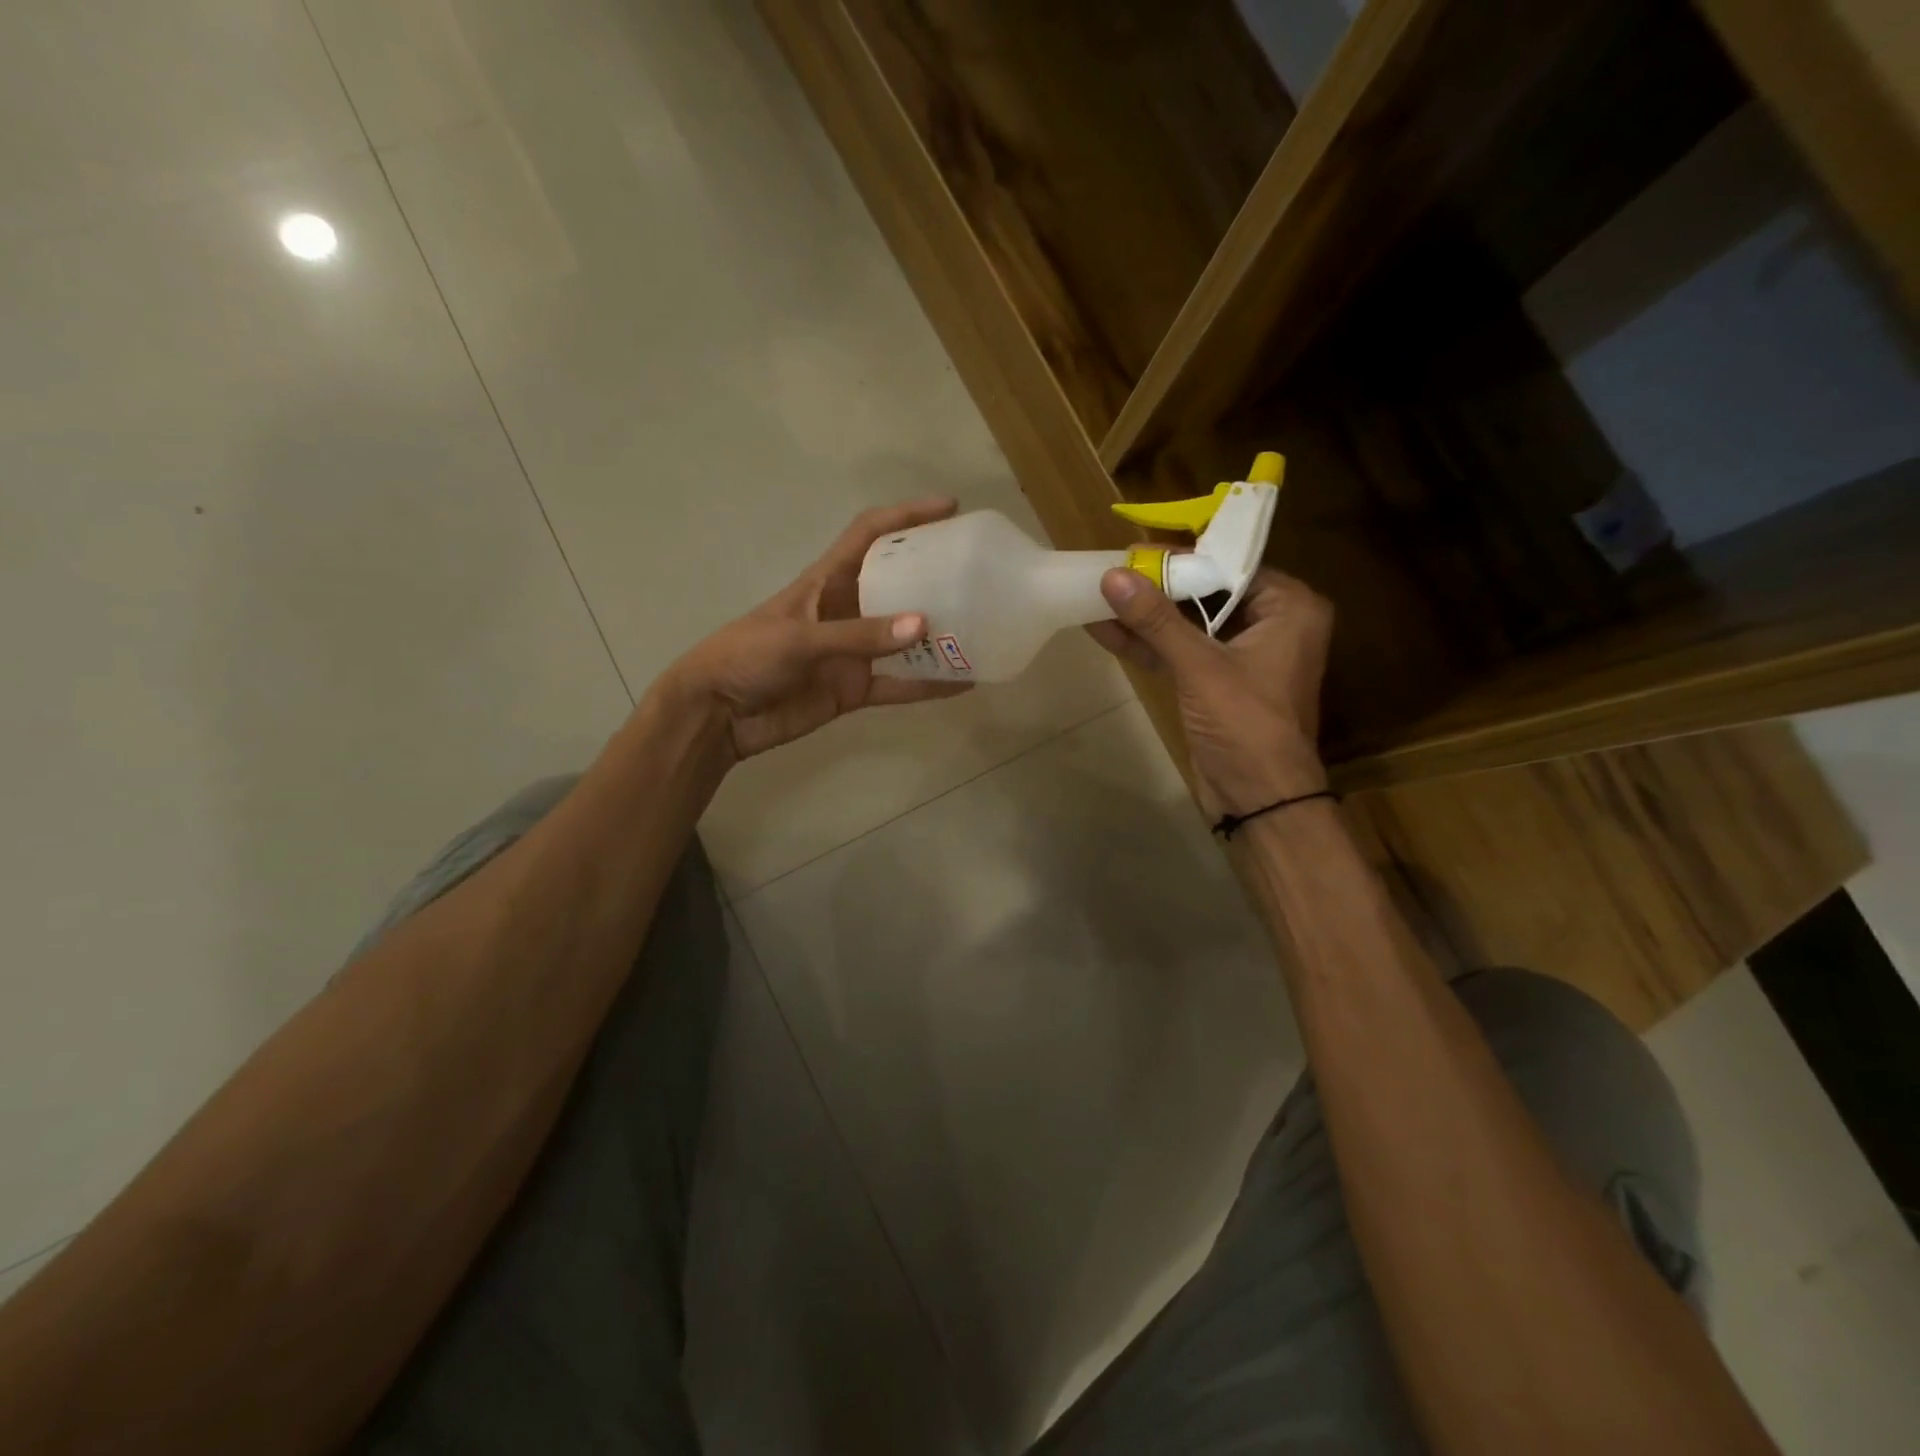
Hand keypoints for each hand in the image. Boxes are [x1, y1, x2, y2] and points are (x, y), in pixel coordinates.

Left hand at [661, 499, 969, 762]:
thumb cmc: (747, 657)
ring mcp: (853, 651)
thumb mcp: (799, 638)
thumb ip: (859, 635)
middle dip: (937, 575)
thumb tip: (924, 627)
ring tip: (985, 627)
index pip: (871, 533)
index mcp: (827, 580)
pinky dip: (930, 684)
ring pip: (906, 637)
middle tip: (981, 572)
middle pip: (899, 583)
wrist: (718, 715)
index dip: (907, 515)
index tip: (950, 509)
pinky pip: (901, 684)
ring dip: (940, 634)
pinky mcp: (855, 689)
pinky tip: (965, 682)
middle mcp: (847, 610)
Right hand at [1088, 565, 1333, 817]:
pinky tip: (1105, 629)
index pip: (1231, 565)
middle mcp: (1270, 624)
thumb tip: (1112, 576)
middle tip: (1111, 570)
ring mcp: (1241, 655)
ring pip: (1188, 624)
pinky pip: (1180, 652)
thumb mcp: (1200, 667)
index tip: (1136, 550)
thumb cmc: (1246, 725)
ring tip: (1097, 596)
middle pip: (1206, 593)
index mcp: (1289, 608)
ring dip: (1145, 617)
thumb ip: (1156, 620)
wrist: (1259, 799)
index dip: (1183, 557)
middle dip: (1157, 587)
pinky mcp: (1216, 683)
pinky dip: (1148, 644)